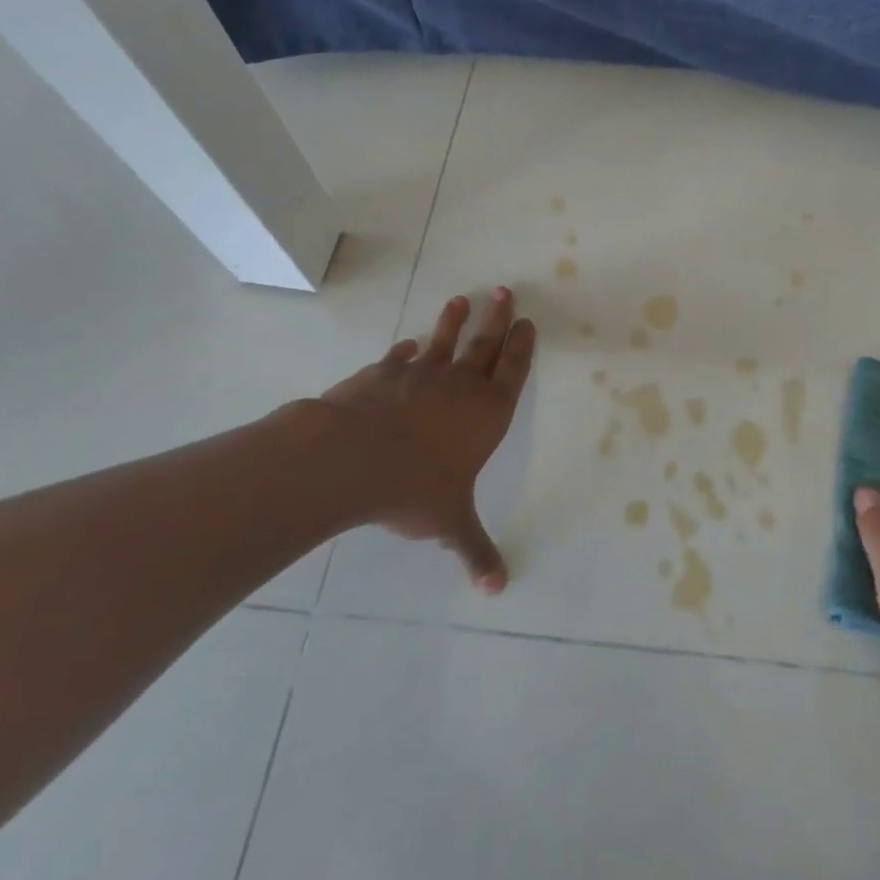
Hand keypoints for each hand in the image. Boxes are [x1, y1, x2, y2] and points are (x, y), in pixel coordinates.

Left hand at [310, 289, 534, 592]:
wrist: (353, 458)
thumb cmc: (414, 489)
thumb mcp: (450, 523)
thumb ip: (474, 550)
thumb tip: (498, 588)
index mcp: (486, 414)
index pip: (512, 371)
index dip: (521, 346)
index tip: (527, 321)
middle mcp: (459, 386)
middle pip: (485, 345)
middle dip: (498, 318)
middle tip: (506, 291)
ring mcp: (419, 375)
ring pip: (443, 341)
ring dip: (453, 321)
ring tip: (461, 300)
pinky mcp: (383, 373)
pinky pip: (399, 358)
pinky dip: (405, 350)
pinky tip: (406, 345)